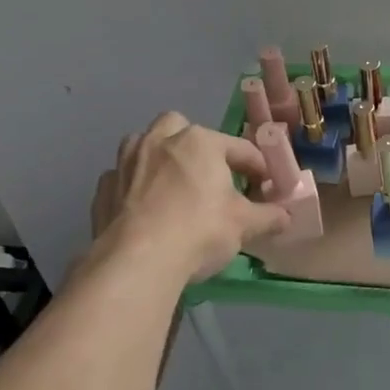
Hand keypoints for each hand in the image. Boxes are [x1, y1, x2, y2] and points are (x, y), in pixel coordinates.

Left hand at [93, 113, 289, 283]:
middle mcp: (159, 140)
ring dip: (158, 157)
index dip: (257, 166)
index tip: (266, 184)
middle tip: (208, 174)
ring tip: (171, 185)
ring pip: (144, 144)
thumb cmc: (199, 231)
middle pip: (180, 127)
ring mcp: (126, 162)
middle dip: (195, 144)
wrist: (137, 262)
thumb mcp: (244, 225)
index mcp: (199, 142)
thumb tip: (285, 216)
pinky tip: (143, 209)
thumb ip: (268, 216)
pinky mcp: (104, 189)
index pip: (239, 148)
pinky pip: (122, 178)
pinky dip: (133, 187)